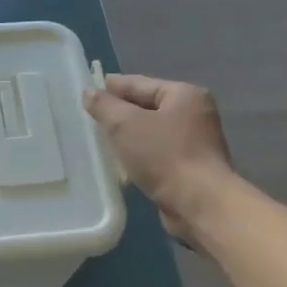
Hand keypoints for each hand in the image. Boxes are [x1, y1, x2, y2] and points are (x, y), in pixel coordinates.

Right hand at [85, 75, 235, 247]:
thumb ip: (105, 106)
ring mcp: (194, 143)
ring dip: (128, 137)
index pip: (140, 83)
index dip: (112, 86)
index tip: (87, 90)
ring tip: (99, 142)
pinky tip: (120, 164)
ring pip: (150, 133)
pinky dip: (138, 156)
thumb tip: (89, 93)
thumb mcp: (125, 125)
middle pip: (147, 107)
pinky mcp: (189, 168)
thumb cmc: (164, 156)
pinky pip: (156, 154)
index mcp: (184, 95)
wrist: (198, 203)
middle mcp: (193, 114)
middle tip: (90, 118)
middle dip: (119, 113)